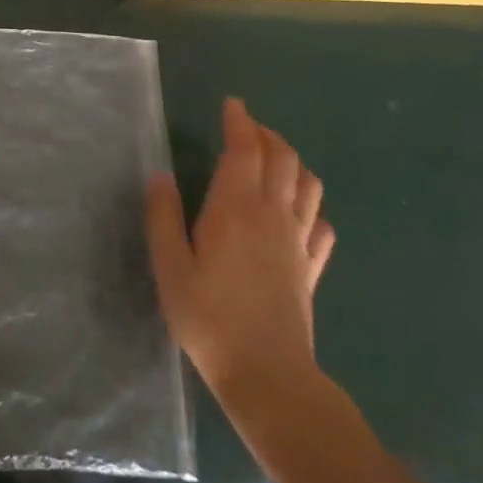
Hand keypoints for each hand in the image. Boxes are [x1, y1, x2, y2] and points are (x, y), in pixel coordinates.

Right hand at [146, 98, 334, 410]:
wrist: (269, 378)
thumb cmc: (210, 319)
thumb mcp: (170, 267)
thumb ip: (163, 217)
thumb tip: (161, 176)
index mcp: (236, 207)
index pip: (245, 148)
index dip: (240, 120)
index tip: (232, 104)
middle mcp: (273, 214)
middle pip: (283, 157)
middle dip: (266, 134)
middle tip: (246, 128)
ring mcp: (298, 242)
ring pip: (308, 184)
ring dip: (292, 162)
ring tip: (272, 161)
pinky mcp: (311, 269)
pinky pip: (321, 226)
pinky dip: (311, 207)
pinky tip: (298, 214)